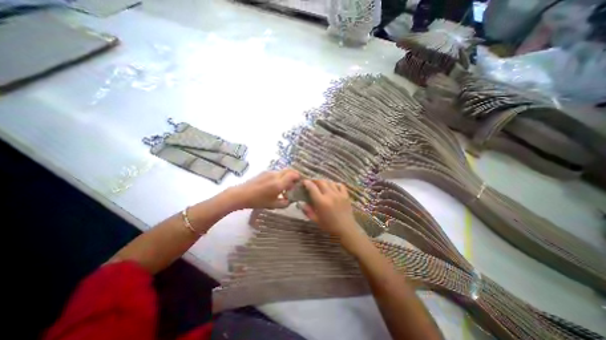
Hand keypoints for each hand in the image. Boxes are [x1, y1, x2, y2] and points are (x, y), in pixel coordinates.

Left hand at [229, 167, 298, 209]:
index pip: (293, 175)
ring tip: (285, 186)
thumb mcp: (273, 205)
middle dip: (294, 175)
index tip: (300, 183)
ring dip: (287, 176)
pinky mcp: (264, 172)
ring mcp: (269, 172)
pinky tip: (276, 185)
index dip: (299, 177)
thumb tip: (291, 200)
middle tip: (295, 183)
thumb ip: (285, 203)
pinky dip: (280, 176)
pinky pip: (276, 172)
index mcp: (279, 183)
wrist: (241, 194)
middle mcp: (275, 175)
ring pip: (283, 171)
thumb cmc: (258, 201)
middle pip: (289, 170)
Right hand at [299, 178, 356, 239]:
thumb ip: (308, 211)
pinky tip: (333, 187)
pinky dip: (335, 184)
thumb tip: (301, 203)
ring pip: (330, 182)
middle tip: (312, 183)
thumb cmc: (329, 226)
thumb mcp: (316, 220)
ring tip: (322, 185)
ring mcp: (339, 194)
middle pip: (321, 182)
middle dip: (315, 181)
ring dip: (324, 182)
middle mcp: (330, 195)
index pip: (312, 188)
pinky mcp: (346, 195)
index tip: (304, 182)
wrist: (346, 229)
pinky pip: (340, 185)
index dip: (307, 183)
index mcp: (321, 202)